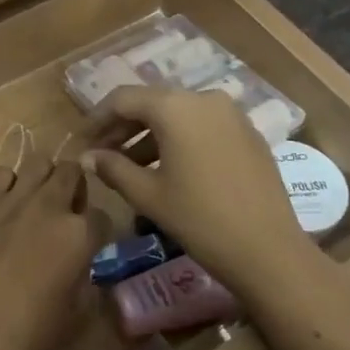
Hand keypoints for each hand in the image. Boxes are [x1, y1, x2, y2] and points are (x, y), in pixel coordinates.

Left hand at [0, 159, 101, 349]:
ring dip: (44, 177)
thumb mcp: (78, 310)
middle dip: (75, 187)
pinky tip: (6, 203)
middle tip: (67, 211)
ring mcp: (15, 199)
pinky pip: (0, 173)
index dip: (98, 230)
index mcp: (80, 233)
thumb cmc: (33, 329)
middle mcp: (50, 206)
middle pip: (72, 172)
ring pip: (39, 162)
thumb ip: (87, 277)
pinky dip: (7, 183)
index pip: (101, 215)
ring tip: (38, 200)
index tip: (89, 243)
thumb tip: (84, 264)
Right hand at [82, 86, 349, 330]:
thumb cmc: (199, 218)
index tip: (80, 143)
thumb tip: (87, 157)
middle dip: (122, 127)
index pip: (123, 99)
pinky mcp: (248, 134)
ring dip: (150, 135)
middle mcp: (203, 98)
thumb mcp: (147, 194)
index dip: (96, 120)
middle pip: (151, 103)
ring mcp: (231, 114)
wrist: (269, 251)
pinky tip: (168, 169)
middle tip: (101, 154)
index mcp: (175, 106)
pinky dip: (179, 140)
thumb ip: (112, 168)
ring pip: (178, 115)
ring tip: (130, 167)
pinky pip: (202, 126)